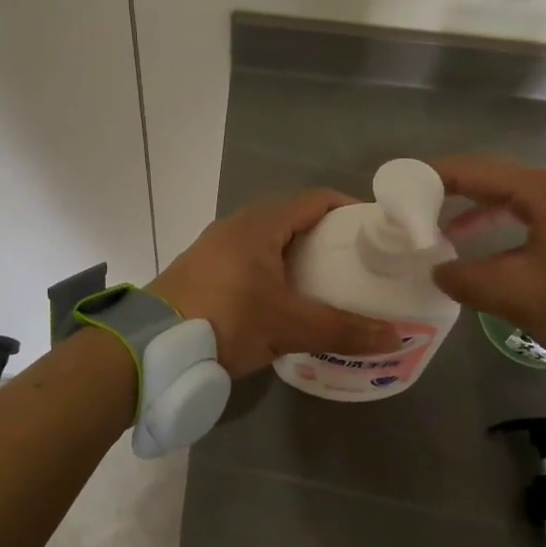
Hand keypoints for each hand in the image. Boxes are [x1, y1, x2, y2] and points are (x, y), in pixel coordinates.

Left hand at [148, 189, 400, 377]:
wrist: (149, 346)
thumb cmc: (225, 320)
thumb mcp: (288, 326)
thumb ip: (342, 330)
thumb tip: (396, 336)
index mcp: (261, 223)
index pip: (316, 199)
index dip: (349, 209)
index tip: (375, 231)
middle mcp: (237, 225)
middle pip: (293, 218)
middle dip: (327, 236)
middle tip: (357, 261)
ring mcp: (216, 247)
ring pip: (269, 240)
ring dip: (298, 255)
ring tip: (327, 282)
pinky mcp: (202, 270)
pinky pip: (250, 259)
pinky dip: (274, 270)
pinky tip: (284, 300)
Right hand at [431, 155, 545, 366]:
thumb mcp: (519, 294)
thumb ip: (467, 280)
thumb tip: (436, 270)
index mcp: (540, 191)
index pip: (473, 170)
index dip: (433, 177)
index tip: (400, 187)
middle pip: (490, 178)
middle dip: (450, 191)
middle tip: (413, 207)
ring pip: (509, 198)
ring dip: (473, 212)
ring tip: (439, 231)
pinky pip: (527, 216)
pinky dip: (497, 226)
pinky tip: (483, 251)